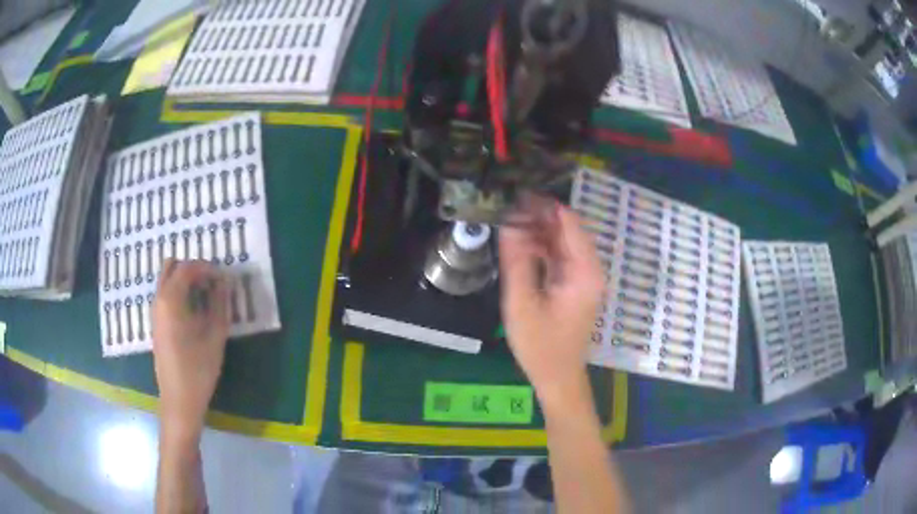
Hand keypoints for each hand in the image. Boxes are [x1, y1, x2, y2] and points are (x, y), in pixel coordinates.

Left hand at [152, 259, 229, 443]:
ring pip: (167, 280)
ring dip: (186, 280)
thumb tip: (225, 282)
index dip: (208, 268)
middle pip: (172, 266)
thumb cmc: (198, 370)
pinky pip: (166, 294)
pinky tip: (195, 311)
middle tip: (212, 283)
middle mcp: (158, 299)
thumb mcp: (215, 336)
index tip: (225, 278)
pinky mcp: (156, 323)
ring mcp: (155, 311)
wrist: (179, 400)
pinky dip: (180, 292)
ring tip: (206, 297)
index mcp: (171, 299)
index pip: (188, 267)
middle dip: (193, 268)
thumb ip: (220, 304)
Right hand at [499, 198, 604, 404]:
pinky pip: (558, 255)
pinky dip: (540, 246)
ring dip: (537, 230)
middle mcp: (590, 268)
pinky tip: (518, 242)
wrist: (557, 376)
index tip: (515, 194)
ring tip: (507, 219)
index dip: (542, 205)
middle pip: (566, 228)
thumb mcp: (522, 302)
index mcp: (585, 271)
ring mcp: (583, 275)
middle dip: (537, 215)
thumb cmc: (540, 345)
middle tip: (506, 206)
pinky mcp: (574, 283)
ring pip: (561, 240)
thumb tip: (509, 223)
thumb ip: (516, 260)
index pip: (568, 222)